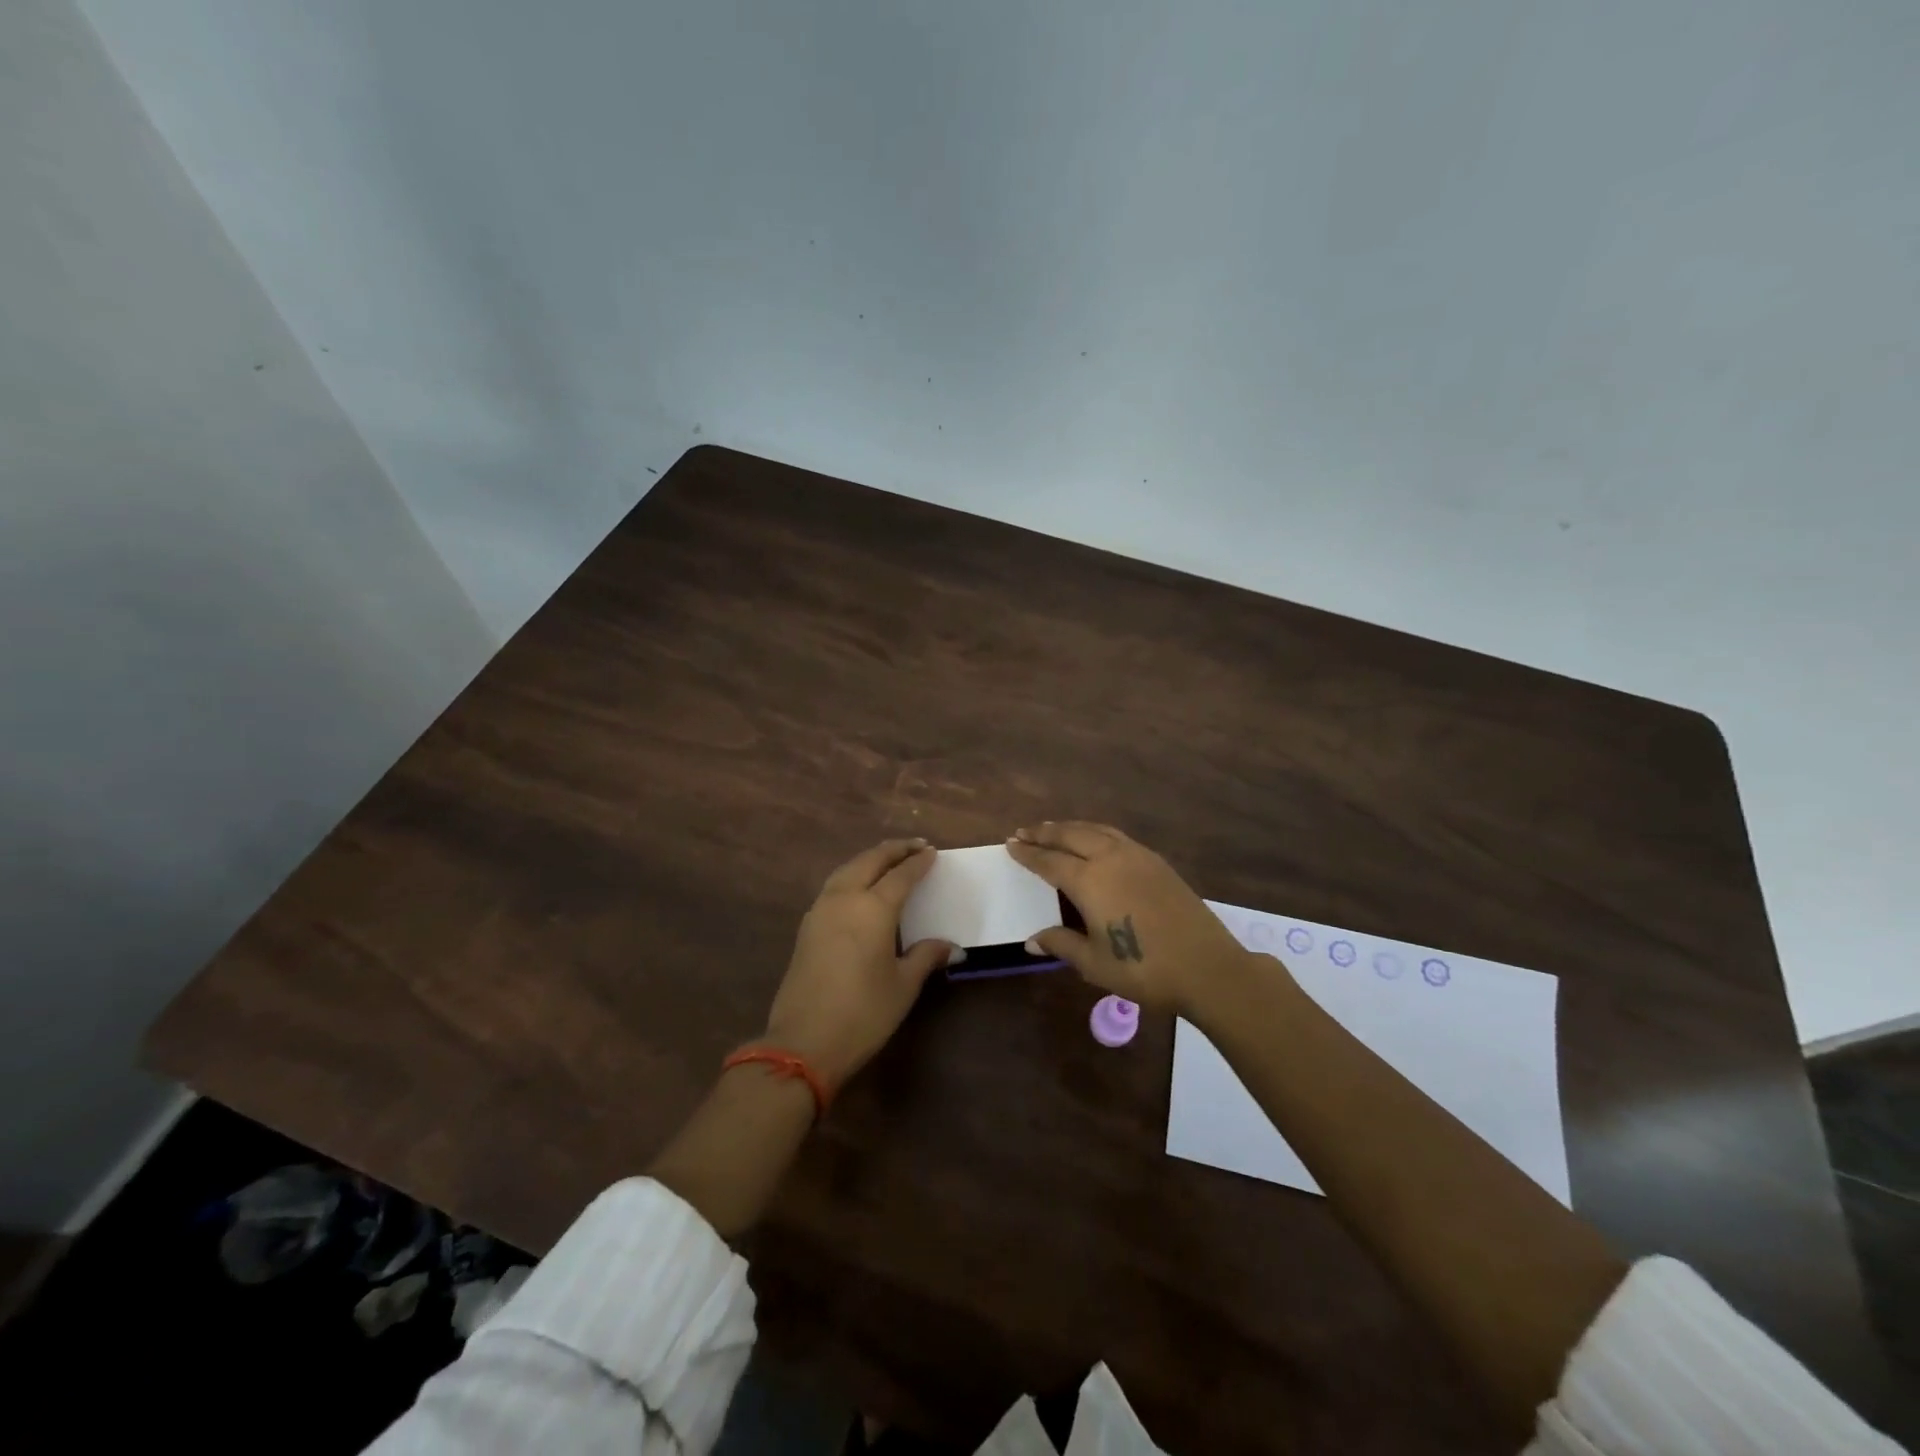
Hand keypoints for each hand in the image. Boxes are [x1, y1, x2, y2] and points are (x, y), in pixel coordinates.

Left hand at [762, 838, 957, 1089]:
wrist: (803, 1042)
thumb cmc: (863, 1013)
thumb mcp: (903, 986)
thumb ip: (925, 957)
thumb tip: (952, 947)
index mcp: (873, 908)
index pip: (901, 875)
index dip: (918, 862)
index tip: (932, 852)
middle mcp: (845, 899)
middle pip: (870, 861)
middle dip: (893, 850)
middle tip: (915, 845)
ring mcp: (820, 910)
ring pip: (847, 869)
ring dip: (870, 859)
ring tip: (888, 859)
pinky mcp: (807, 926)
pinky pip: (834, 886)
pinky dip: (852, 875)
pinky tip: (860, 886)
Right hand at [1005, 821, 1253, 1013]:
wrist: (1207, 967)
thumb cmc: (1144, 970)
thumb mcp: (1095, 964)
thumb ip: (1062, 944)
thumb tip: (1032, 939)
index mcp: (1090, 881)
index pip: (1049, 861)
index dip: (1028, 853)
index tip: (1010, 844)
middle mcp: (1110, 858)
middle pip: (1070, 835)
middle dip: (1044, 832)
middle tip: (1024, 831)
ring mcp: (1137, 856)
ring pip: (1095, 830)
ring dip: (1069, 827)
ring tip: (1052, 829)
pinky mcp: (1157, 861)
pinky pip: (1116, 835)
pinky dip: (1094, 831)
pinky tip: (1093, 839)